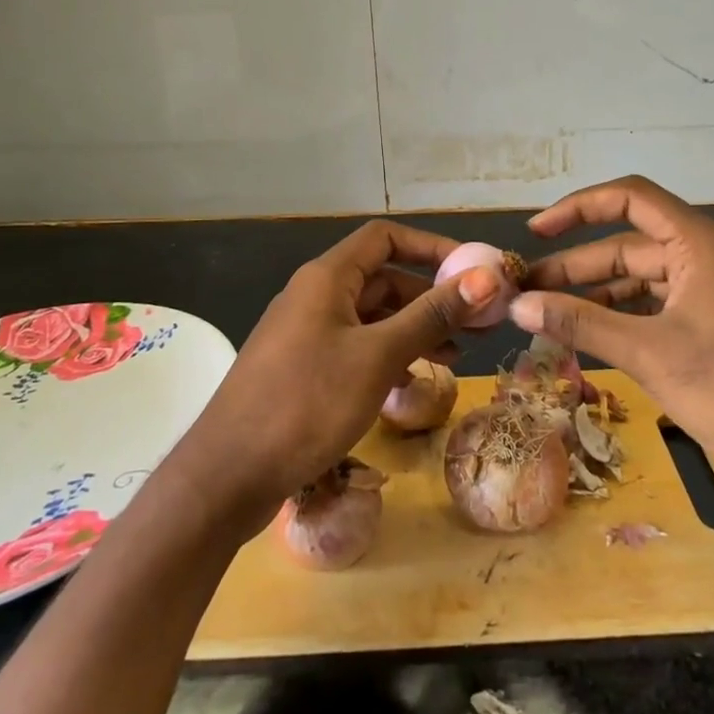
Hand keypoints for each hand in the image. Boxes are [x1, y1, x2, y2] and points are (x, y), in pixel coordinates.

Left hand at [171, 220, 501, 529]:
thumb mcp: (377, 356)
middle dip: (431, 296)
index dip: (431, 247)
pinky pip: (355, 347)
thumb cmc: (306, 403)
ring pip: (371, 316)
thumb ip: (431, 315)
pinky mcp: (302, 368)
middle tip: (477, 324)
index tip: (471, 272)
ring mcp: (306, 333)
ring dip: (414, 329)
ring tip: (456, 356)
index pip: (385, 238)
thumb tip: (485, 277)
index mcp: (327, 278)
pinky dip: (387, 355)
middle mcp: (314, 295)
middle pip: (382, 278)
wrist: (228, 475)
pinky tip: (411, 381)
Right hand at [509, 175, 713, 501]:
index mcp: (700, 243)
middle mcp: (709, 255)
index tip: (535, 233)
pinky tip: (591, 336)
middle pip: (630, 245)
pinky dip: (624, 316)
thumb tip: (517, 305)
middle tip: (527, 291)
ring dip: (597, 295)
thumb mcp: (648, 352)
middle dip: (577, 266)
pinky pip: (659, 305)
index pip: (630, 198)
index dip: (577, 208)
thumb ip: (580, 322)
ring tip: (548, 316)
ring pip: (642, 279)